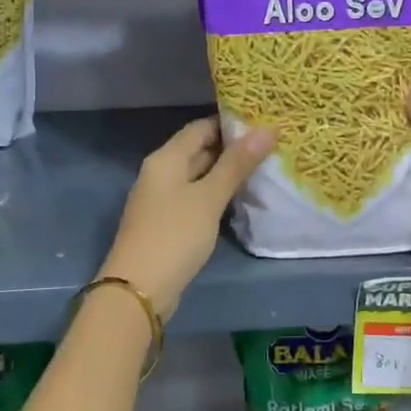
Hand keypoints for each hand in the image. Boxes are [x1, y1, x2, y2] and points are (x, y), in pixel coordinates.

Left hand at [100, 117, 274, 318]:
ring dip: (226, 172)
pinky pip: (195, 198)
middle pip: (199, 150)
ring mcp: (162, 199)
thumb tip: (267, 129)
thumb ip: (237, 164)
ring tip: (263, 168)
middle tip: (271, 145)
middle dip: (232, 148)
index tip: (263, 121)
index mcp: (166, 158)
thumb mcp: (209, 197)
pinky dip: (216, 194)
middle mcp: (161, 173)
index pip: (200, 127)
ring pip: (199, 176)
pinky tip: (239, 199)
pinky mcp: (167, 223)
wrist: (138, 289)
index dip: (231, 122)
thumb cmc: (175, 235)